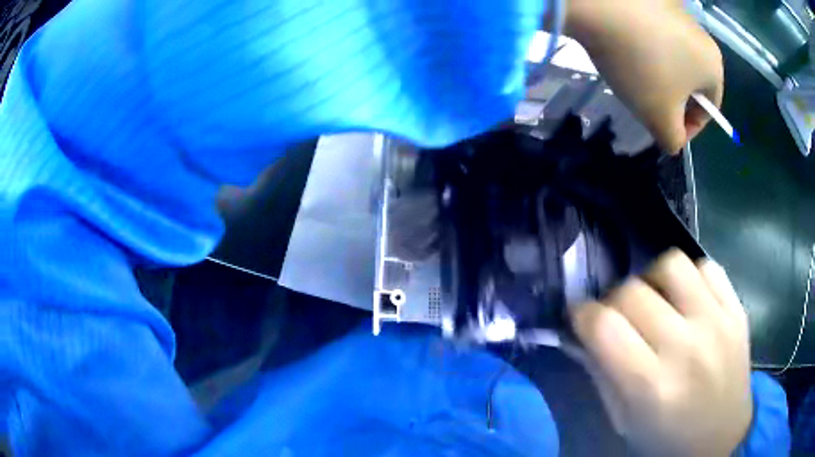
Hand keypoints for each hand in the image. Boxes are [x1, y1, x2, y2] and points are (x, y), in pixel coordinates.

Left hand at [565, 0, 723, 153]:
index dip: (689, 126)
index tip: (666, 130)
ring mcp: (678, 10)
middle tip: (648, 103)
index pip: (709, 108)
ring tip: (634, 72)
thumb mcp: (659, 117)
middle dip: (673, 98)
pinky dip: (645, 44)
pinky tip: (626, 44)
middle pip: (693, 80)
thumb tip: (675, 140)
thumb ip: (673, 139)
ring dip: (659, 70)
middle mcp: (702, 35)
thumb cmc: (641, 65)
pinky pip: (655, 31)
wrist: (601, 3)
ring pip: (674, 54)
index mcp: (714, 66)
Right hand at [568, 250, 752, 456]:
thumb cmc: (667, 440)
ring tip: (656, 300)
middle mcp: (686, 348)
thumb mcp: (624, 422)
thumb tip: (582, 334)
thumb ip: (603, 375)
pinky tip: (688, 299)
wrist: (722, 438)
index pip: (604, 326)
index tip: (581, 317)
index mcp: (651, 387)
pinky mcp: (737, 310)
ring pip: (672, 265)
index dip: (583, 314)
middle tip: (618, 317)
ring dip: (653, 279)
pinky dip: (691, 277)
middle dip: (614, 301)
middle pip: (633, 291)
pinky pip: (708, 267)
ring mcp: (717, 322)